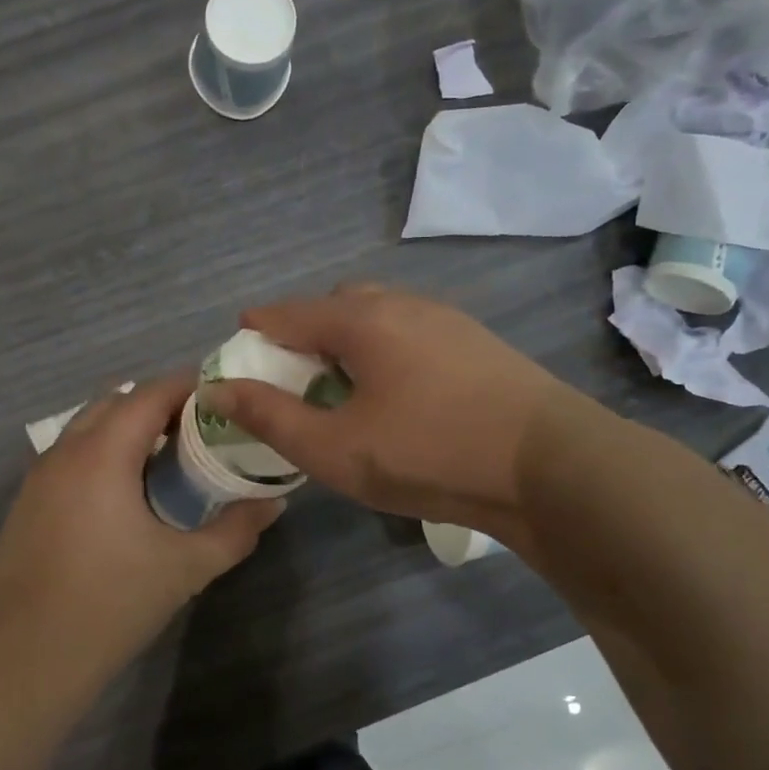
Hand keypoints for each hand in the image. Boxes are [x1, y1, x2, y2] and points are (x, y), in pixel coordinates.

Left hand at [0, 372, 282, 688]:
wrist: (20, 660)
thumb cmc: (109, 604)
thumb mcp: (185, 568)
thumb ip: (235, 531)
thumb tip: (274, 504)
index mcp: (102, 452)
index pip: (150, 393)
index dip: (189, 387)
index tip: (224, 399)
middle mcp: (65, 451)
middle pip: (115, 401)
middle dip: (158, 405)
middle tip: (200, 432)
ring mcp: (38, 477)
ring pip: (87, 428)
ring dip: (126, 430)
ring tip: (167, 462)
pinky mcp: (26, 504)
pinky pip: (71, 456)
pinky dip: (102, 455)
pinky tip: (125, 498)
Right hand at [200, 285, 573, 543]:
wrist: (550, 465)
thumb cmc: (428, 453)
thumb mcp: (335, 448)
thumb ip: (270, 417)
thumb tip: (218, 389)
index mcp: (362, 320)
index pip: (290, 312)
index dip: (258, 327)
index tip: (239, 340)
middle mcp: (403, 305)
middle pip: (338, 304)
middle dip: (307, 329)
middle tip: (295, 372)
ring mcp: (447, 320)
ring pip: (381, 315)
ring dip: (351, 340)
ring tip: (345, 386)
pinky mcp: (478, 344)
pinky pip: (413, 332)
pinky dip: (387, 350)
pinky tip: (398, 393)